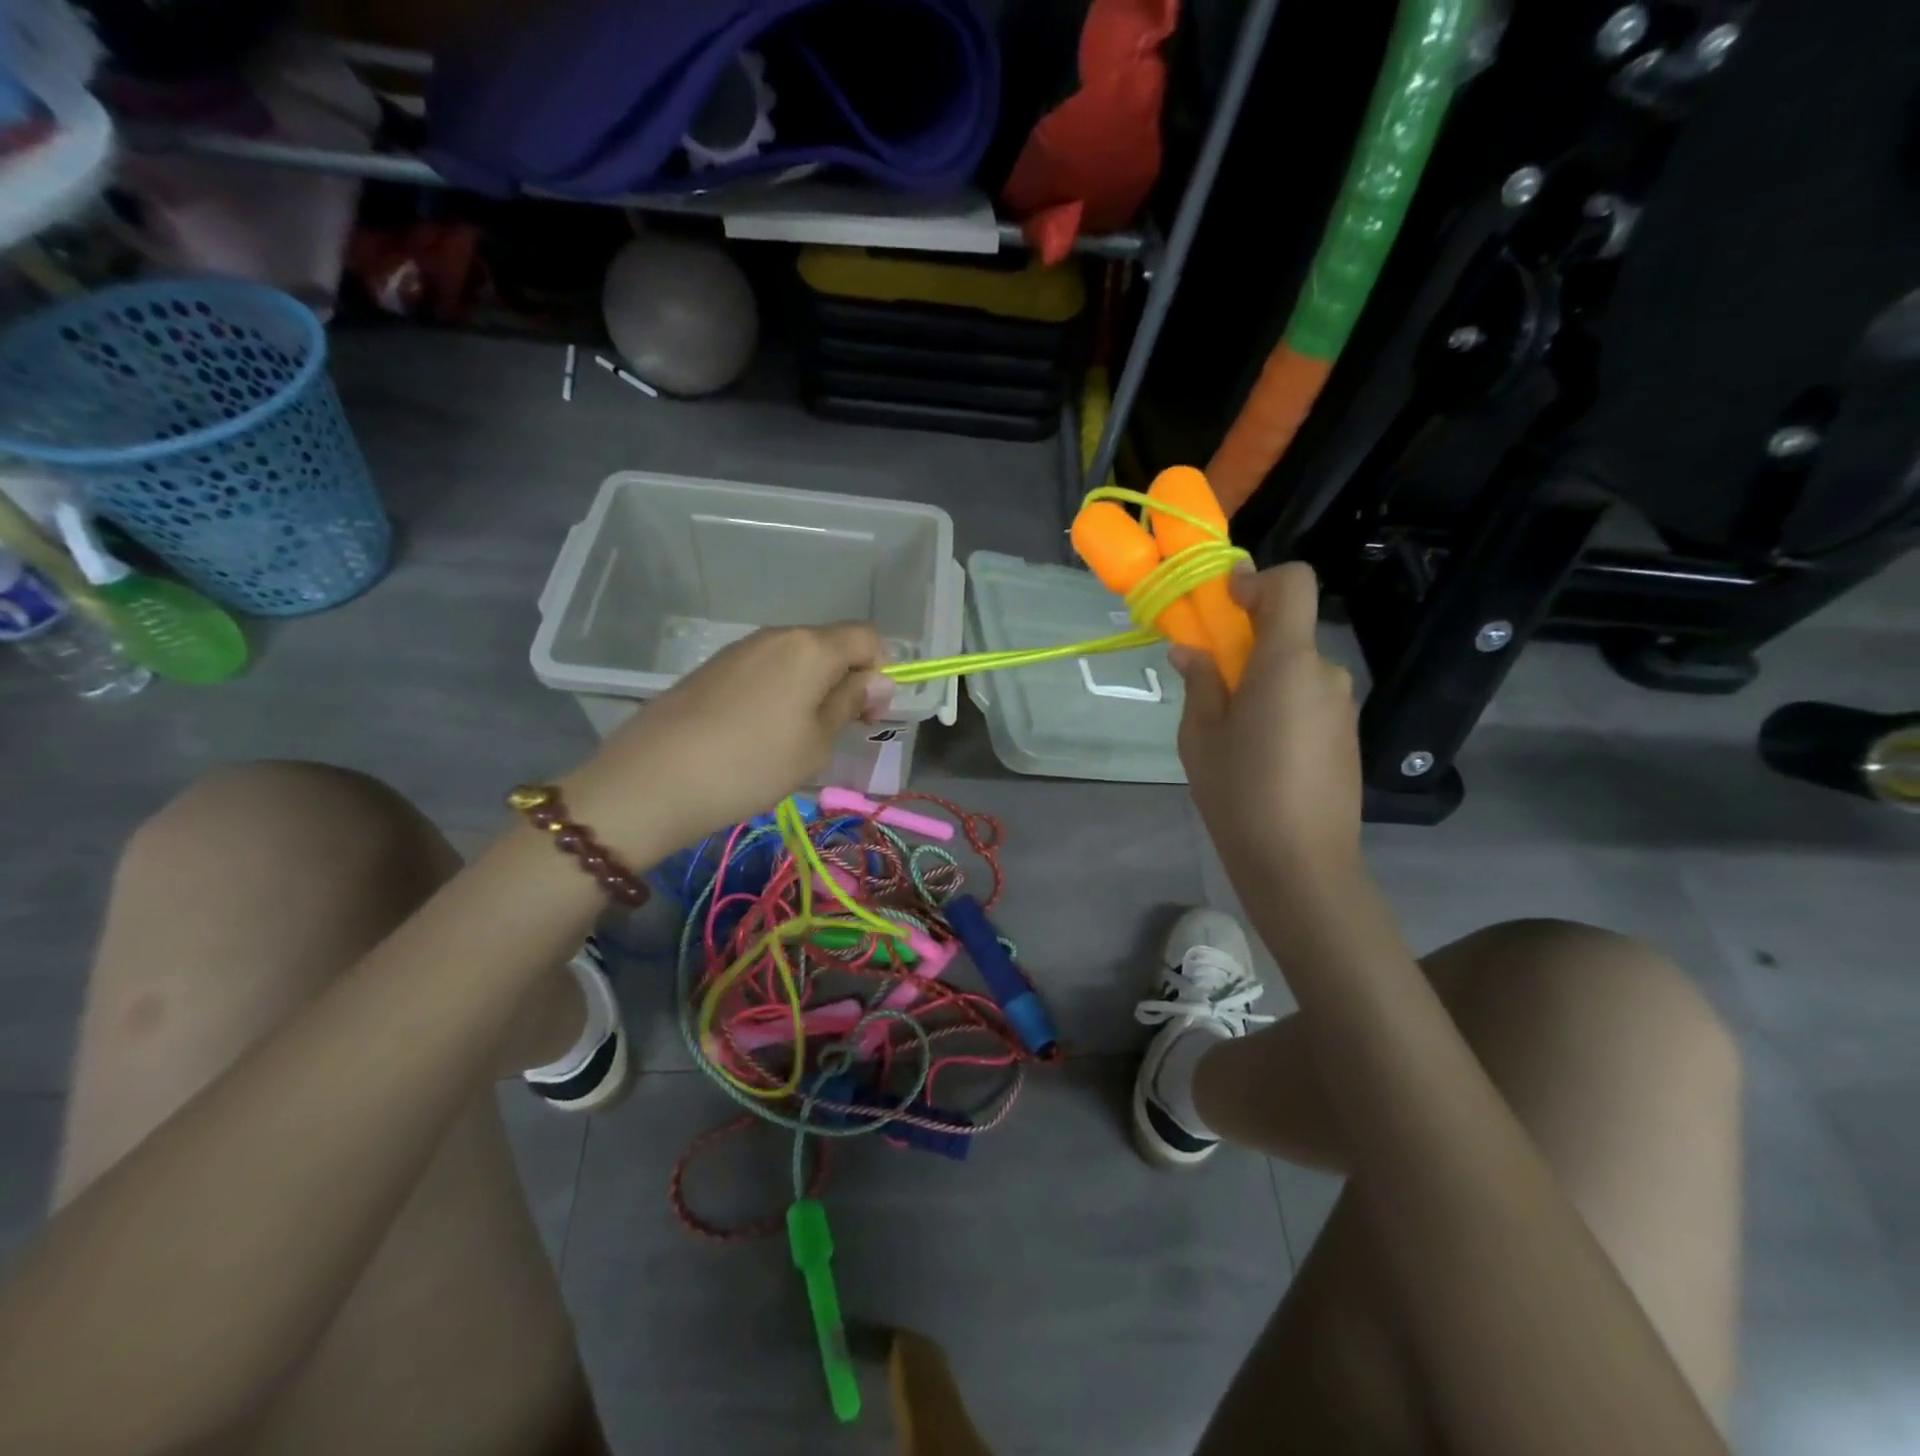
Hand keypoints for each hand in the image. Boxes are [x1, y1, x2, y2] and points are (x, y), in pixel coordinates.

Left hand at [564, 623, 884, 856]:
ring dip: (811, 688)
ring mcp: (740, 648)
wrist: (653, 780)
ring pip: (796, 658)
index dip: (880, 672)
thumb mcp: (816, 744)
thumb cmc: (752, 765)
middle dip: (845, 680)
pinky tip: (758, 733)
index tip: (867, 714)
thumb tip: (878, 680)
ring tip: (793, 737)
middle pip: (830, 644)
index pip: (867, 637)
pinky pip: (764, 669)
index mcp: (811, 647)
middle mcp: (777, 635)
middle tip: (835, 731)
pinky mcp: (713, 667)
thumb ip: (850, 703)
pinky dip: (778, 692)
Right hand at [1170, 563, 1362, 883]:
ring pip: (1297, 669)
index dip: (1256, 581)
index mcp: (1288, 664)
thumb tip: (1191, 651)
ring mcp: (1342, 706)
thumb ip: (1200, 683)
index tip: (1222, 606)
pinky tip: (1262, 753)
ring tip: (1233, 730)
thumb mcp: (1200, 736)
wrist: (1302, 864)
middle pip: (1288, 631)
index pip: (1292, 584)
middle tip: (1210, 681)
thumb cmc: (1240, 794)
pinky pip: (1309, 699)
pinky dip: (1281, 704)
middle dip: (1247, 642)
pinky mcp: (1347, 736)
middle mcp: (1325, 674)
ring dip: (1263, 679)